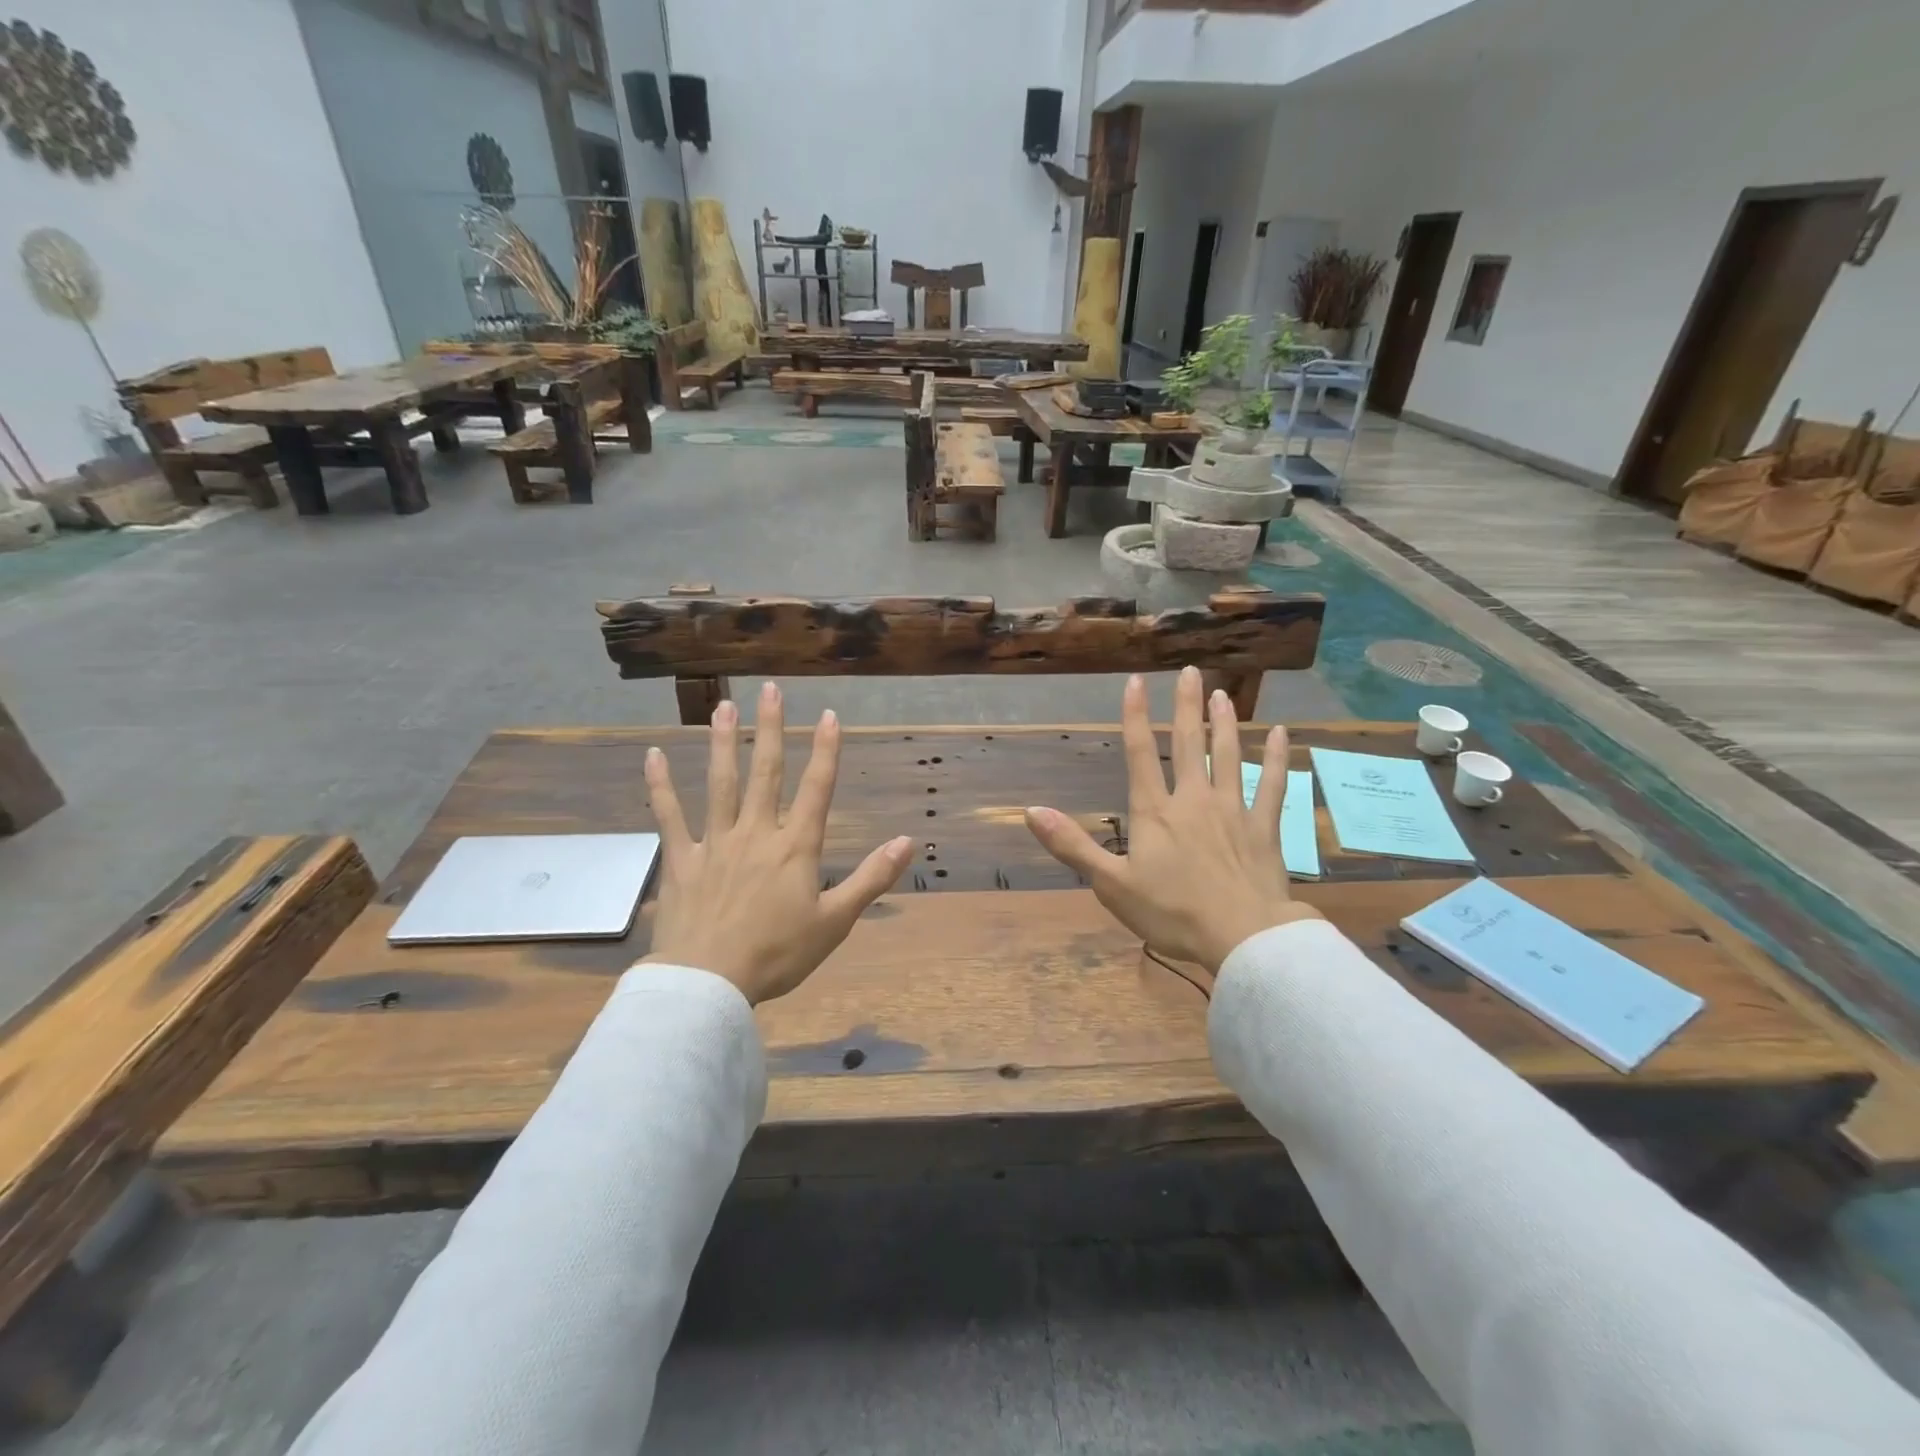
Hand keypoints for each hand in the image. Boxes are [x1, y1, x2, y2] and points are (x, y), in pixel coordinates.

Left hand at [642, 682, 912, 1004]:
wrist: (709, 983)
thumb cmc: (778, 954)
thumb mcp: (836, 921)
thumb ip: (872, 878)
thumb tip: (908, 841)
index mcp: (795, 847)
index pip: (816, 788)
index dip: (826, 750)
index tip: (829, 715)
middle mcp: (756, 833)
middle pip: (765, 772)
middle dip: (771, 729)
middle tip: (771, 690)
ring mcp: (714, 843)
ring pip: (720, 783)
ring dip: (723, 743)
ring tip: (723, 706)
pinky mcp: (680, 860)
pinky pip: (669, 816)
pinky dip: (660, 786)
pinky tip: (654, 755)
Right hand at [1024, 666, 1320, 981]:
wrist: (1241, 937)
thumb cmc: (1171, 912)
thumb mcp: (1110, 884)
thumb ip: (1072, 845)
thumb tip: (1030, 811)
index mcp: (1155, 811)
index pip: (1140, 753)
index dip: (1136, 715)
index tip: (1136, 681)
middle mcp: (1193, 799)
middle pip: (1189, 743)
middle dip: (1186, 705)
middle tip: (1190, 671)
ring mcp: (1232, 809)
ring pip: (1229, 755)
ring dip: (1225, 723)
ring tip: (1222, 694)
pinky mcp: (1264, 826)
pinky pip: (1272, 785)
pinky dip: (1278, 758)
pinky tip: (1283, 734)